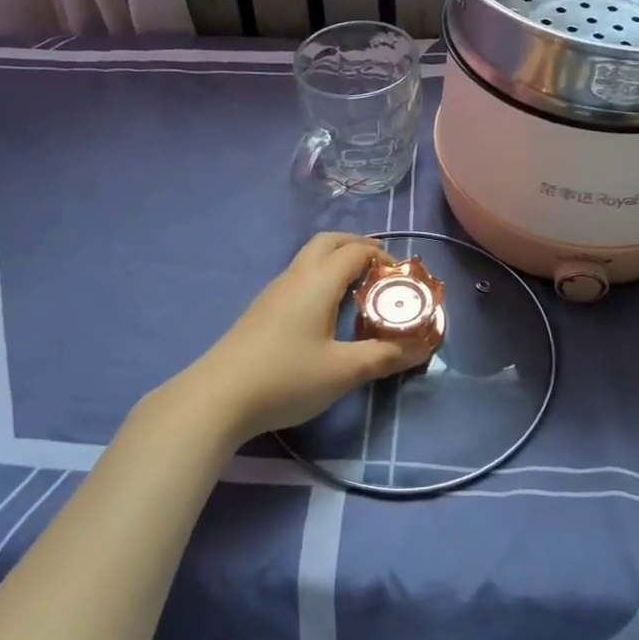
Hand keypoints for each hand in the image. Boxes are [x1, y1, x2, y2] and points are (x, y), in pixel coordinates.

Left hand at [183, 232, 439, 441]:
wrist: (218, 397)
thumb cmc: (287, 377)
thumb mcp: (344, 370)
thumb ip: (384, 356)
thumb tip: (420, 349)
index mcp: (319, 280)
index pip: (357, 251)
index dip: (384, 257)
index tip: (403, 278)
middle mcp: (296, 276)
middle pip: (330, 242)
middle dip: (359, 247)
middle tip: (382, 271)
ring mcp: (274, 291)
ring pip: (310, 259)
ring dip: (337, 262)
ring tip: (359, 290)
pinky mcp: (262, 310)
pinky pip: (299, 278)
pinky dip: (321, 279)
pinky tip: (327, 312)